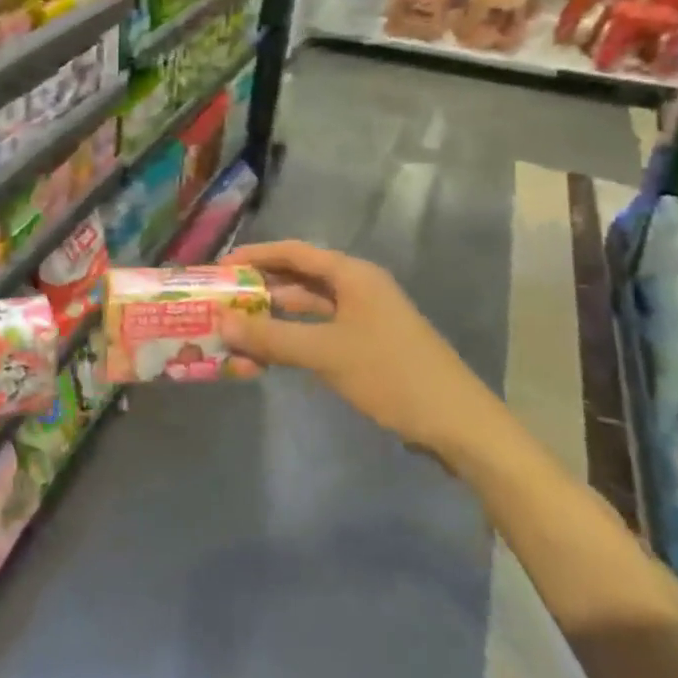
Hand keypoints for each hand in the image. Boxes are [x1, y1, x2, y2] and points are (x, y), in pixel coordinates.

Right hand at [218, 240, 501, 456]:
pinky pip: (318, 332)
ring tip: (234, 329)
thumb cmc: (392, 375)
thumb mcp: (326, 353)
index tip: (218, 268)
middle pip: (297, 278)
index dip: (254, 256)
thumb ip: (271, 337)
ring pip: (306, 308)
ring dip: (272, 317)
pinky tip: (266, 355)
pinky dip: (291, 339)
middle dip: (258, 288)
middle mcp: (357, 288)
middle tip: (220, 300)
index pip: (292, 252)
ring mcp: (363, 318)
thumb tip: (220, 322)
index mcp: (352, 275)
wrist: (458, 425)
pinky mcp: (366, 345)